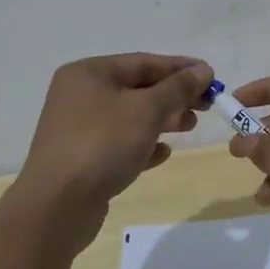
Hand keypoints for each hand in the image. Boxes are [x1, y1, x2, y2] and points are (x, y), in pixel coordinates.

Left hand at [16, 54, 213, 212]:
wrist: (57, 206)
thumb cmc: (103, 145)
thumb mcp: (147, 110)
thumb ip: (178, 88)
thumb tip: (203, 71)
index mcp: (89, 73)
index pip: (144, 62)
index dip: (180, 68)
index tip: (212, 77)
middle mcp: (80, 95)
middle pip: (137, 88)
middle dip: (174, 96)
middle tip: (206, 106)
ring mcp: (79, 128)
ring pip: (130, 117)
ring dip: (163, 120)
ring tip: (189, 127)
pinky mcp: (83, 159)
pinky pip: (120, 143)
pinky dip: (144, 145)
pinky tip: (163, 154)